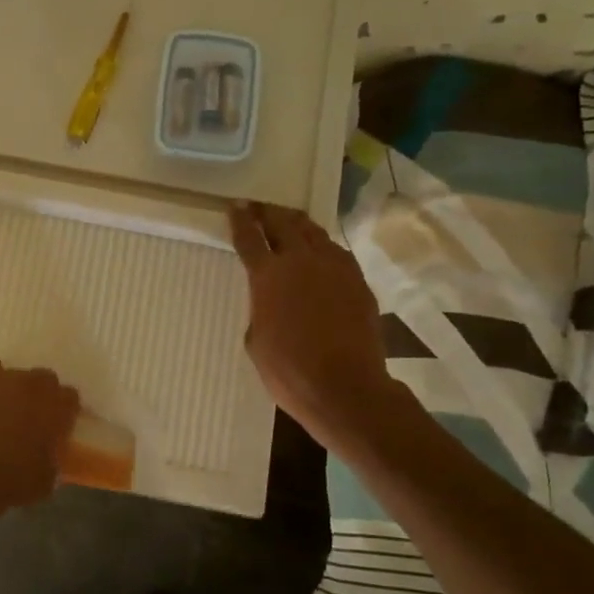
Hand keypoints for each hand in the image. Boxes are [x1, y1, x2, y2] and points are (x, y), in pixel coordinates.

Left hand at [0, 355, 80, 527]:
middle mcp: (34, 386)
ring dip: (13, 389)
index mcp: (57, 409)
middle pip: (46, 380)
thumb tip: (50, 451)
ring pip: (17, 374)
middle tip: (29, 421)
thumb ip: (54, 458)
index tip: (55, 428)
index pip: (70, 398)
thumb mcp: (45, 481)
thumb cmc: (6, 485)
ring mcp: (3, 377)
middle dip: (41, 397)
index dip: (63, 413)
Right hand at [228, 203, 399, 454]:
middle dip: (268, 212)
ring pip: (314, 232)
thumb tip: (271, 301)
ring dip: (297, 224)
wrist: (345, 387)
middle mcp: (301, 261)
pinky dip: (323, 247)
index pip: (249, 237)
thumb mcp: (256, 339)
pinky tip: (320, 253)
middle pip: (283, 223)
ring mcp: (334, 268)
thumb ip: (261, 309)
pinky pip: (337, 252)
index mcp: (268, 275)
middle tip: (259, 208)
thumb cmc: (288, 370)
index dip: (240, 220)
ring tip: (289, 222)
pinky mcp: (358, 281)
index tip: (235, 206)